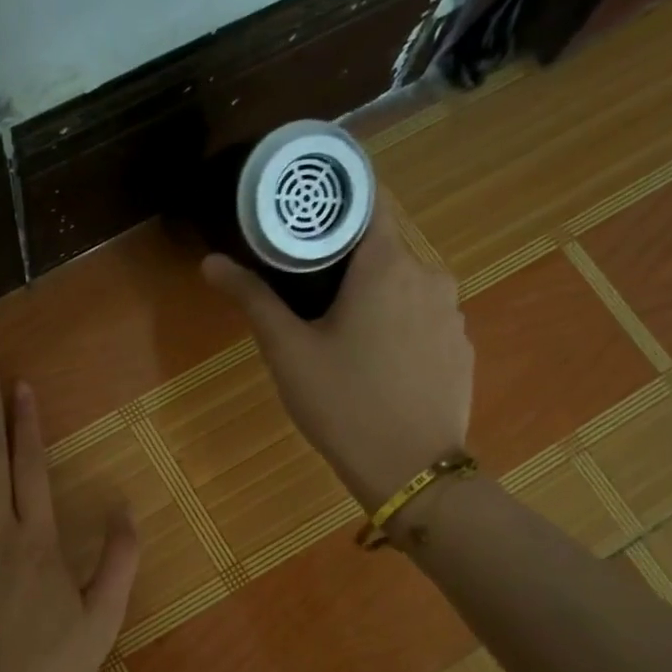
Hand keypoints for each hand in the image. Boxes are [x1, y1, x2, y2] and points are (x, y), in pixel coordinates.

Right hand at [202, 190, 472, 509]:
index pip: (368, 202)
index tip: (303, 217)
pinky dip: (397, 325)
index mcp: (387, 265)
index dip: (335, 203)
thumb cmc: (343, 403)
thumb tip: (211, 262)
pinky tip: (375, 363)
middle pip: (383, 248)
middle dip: (345, 261)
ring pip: (404, 286)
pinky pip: (423, 319)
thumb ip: (253, 299)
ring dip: (373, 296)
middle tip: (305, 289)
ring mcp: (452, 314)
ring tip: (339, 332)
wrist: (410, 470)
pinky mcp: (460, 348)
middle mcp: (430, 276)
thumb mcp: (288, 352)